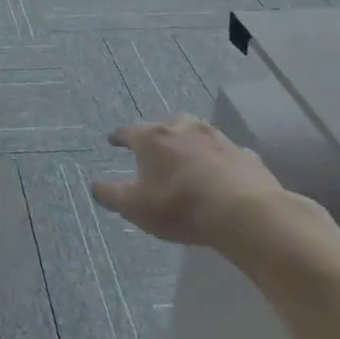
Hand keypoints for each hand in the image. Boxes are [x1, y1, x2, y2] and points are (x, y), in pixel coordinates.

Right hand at [89, 116, 289, 253]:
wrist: (244, 213)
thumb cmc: (179, 207)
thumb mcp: (134, 207)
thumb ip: (110, 195)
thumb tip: (94, 184)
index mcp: (152, 139)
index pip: (128, 131)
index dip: (119, 137)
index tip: (112, 141)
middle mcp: (184, 129)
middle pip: (165, 125)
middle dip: (156, 134)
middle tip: (151, 146)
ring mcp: (218, 138)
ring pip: (197, 133)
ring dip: (188, 141)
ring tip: (185, 154)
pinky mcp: (245, 154)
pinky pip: (225, 152)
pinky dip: (218, 158)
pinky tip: (219, 171)